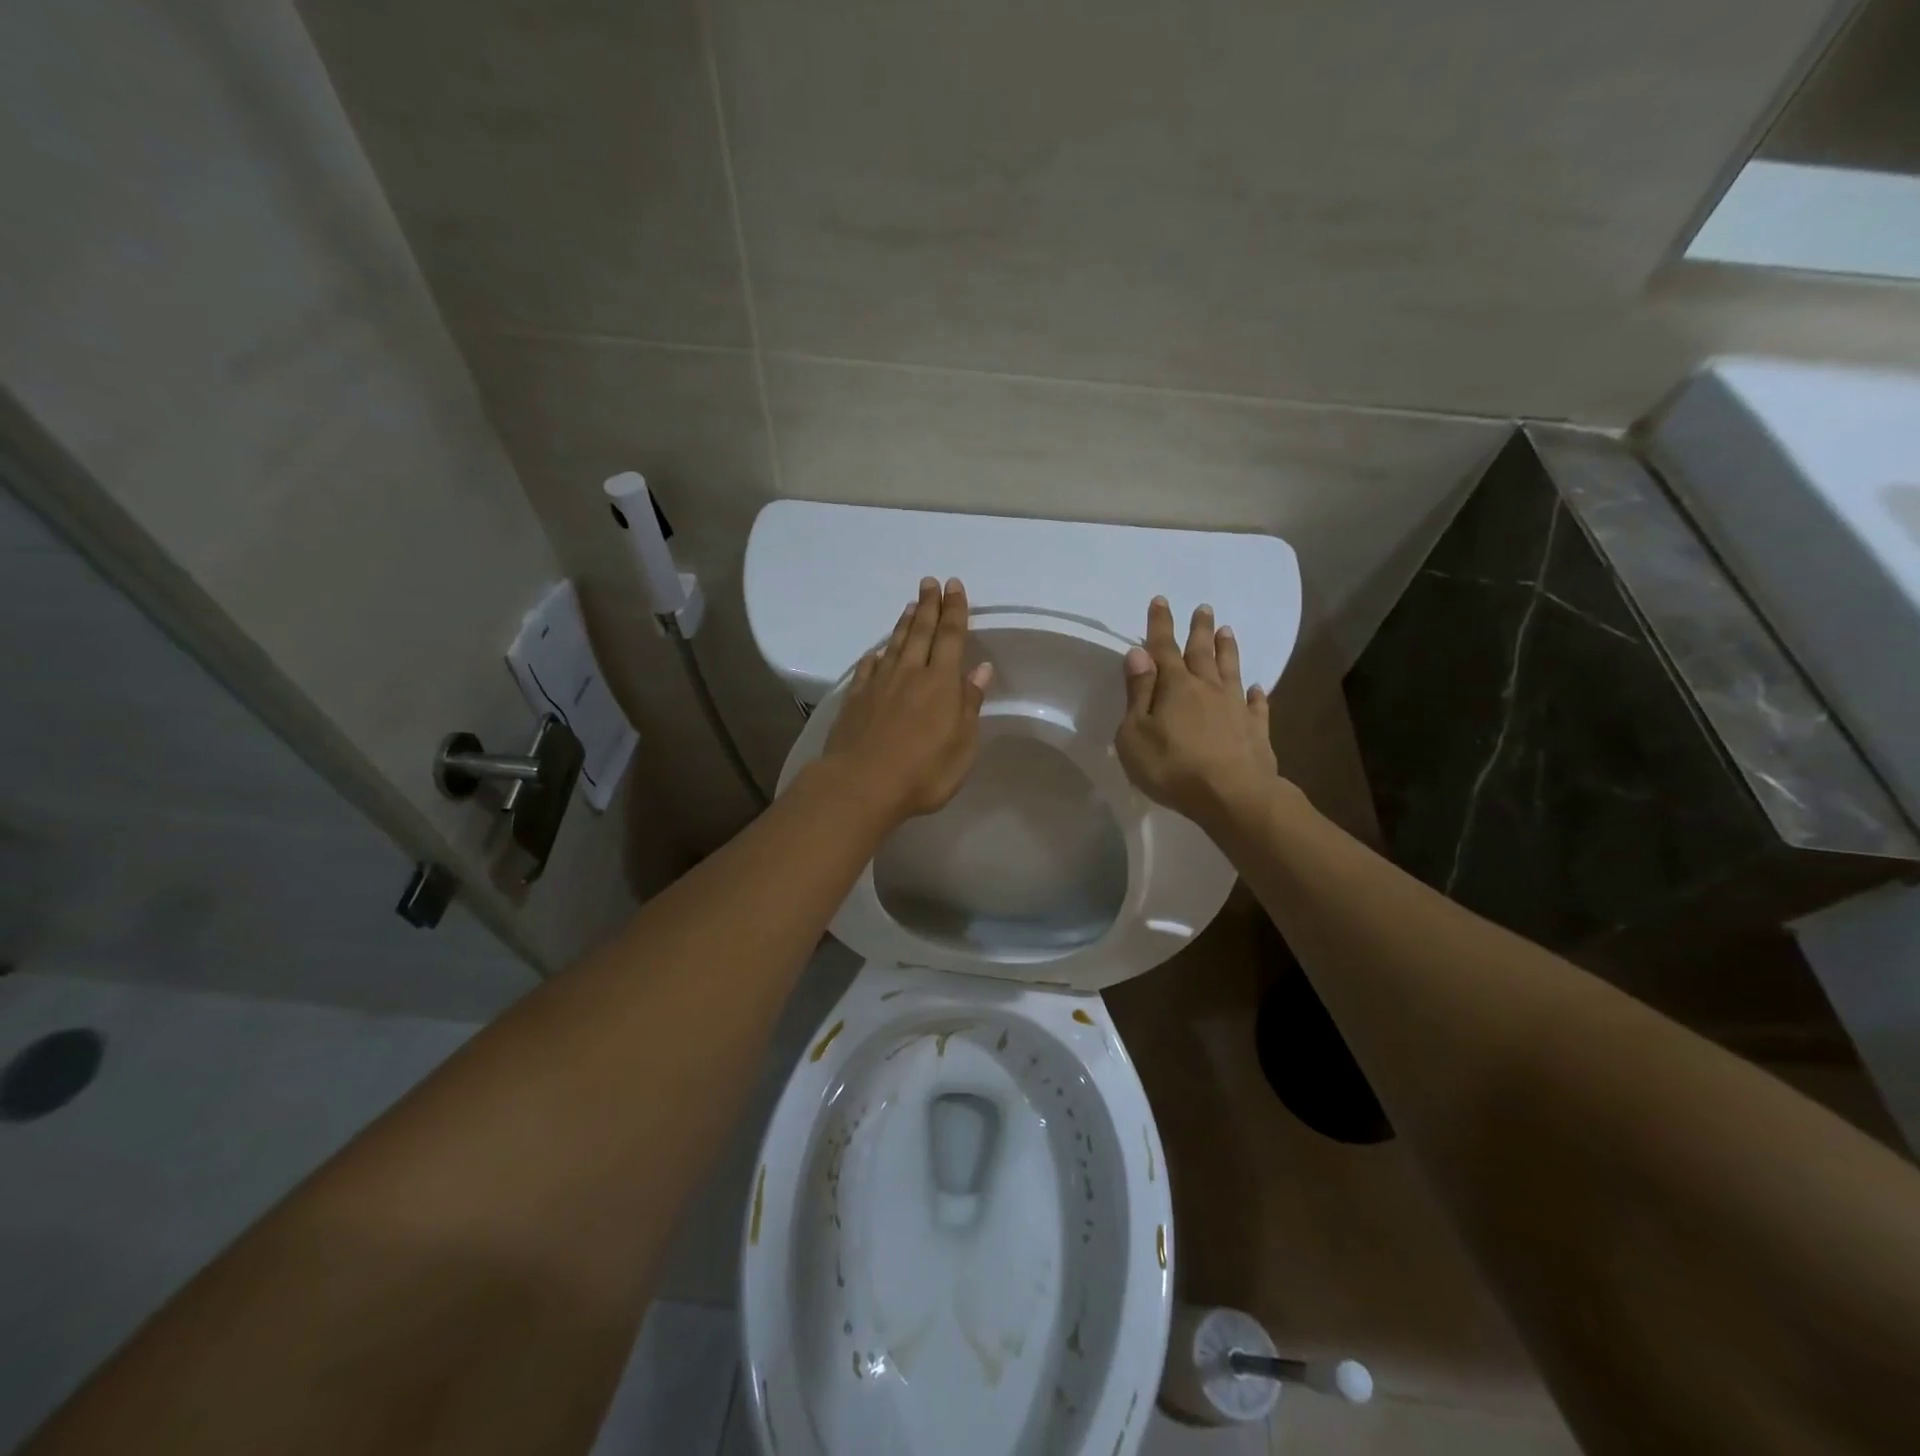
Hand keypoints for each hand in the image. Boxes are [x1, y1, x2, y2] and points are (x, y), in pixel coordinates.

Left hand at [819, 576, 993, 823]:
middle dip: (928, 606)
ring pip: (894, 645)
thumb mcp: (962, 744)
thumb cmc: (924, 771)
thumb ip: (969, 703)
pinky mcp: (855, 699)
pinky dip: (875, 656)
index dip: (955, 610)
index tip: (954, 586)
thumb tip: (980, 669)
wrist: (861, 784)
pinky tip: (876, 652)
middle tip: (929, 582)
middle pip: (921, 632)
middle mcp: (909, 674)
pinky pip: (868, 668)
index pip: (951, 637)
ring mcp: (878, 685)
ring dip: (904, 624)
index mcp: (940, 682)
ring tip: (910, 606)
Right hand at [1114, 597, 1277, 828]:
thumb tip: (1138, 654)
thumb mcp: (1135, 734)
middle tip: (1204, 607)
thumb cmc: (1172, 767)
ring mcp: (1235, 708)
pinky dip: (1256, 695)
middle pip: (1202, 652)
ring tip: (1228, 630)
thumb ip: (1138, 693)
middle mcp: (1206, 689)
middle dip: (1200, 629)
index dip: (1160, 624)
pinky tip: (1257, 688)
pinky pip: (1257, 706)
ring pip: (1231, 670)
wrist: (1233, 796)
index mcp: (1174, 687)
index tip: (1161, 600)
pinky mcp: (1256, 730)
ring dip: (1228, 650)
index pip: (1163, 648)